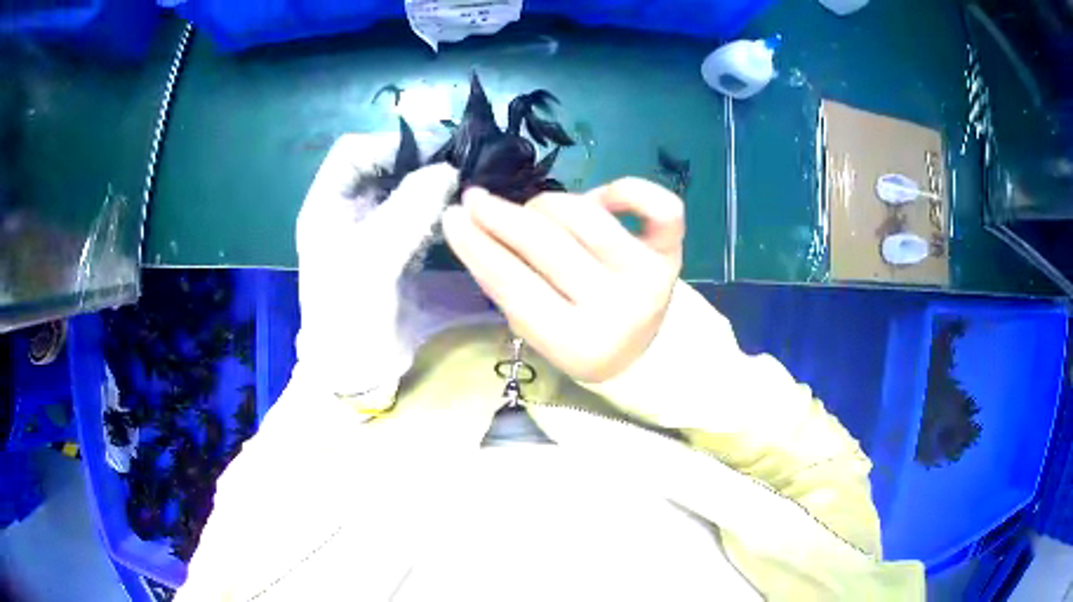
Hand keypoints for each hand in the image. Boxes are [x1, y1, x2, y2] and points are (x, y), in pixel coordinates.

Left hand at [296, 132, 457, 396]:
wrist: (357, 368)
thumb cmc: (349, 311)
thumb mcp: (373, 256)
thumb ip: (409, 207)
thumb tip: (449, 170)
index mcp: (327, 203)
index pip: (353, 151)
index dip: (389, 144)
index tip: (432, 151)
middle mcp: (347, 209)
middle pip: (382, 167)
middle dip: (417, 163)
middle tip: (457, 165)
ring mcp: (372, 229)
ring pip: (403, 190)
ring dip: (430, 187)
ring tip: (461, 189)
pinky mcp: (394, 249)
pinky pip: (417, 217)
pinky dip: (436, 213)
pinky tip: (454, 218)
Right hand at [442, 178, 683, 382]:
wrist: (638, 351)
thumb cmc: (576, 337)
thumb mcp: (534, 327)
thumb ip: (506, 282)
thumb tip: (473, 222)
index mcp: (577, 344)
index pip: (515, 284)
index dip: (477, 246)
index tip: (452, 218)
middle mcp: (619, 311)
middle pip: (547, 246)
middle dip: (501, 217)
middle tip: (475, 201)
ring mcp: (650, 277)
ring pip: (586, 217)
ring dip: (548, 205)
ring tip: (535, 212)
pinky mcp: (672, 253)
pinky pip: (661, 207)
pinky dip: (628, 189)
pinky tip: (602, 197)